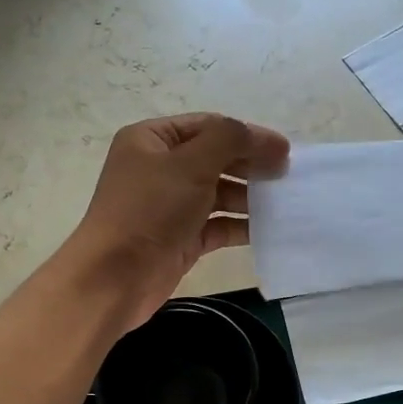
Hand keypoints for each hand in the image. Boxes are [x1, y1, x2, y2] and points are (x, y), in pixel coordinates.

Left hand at [66, 113, 289, 331]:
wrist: (115, 277)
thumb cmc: (150, 210)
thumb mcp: (191, 163)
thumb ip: (232, 140)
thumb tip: (270, 141)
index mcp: (151, 140)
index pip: (209, 126)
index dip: (247, 135)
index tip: (284, 151)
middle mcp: (159, 169)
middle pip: (215, 159)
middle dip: (251, 166)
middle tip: (287, 177)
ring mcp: (169, 206)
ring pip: (218, 193)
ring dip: (250, 197)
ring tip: (284, 203)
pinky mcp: (180, 238)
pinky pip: (217, 225)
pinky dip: (240, 225)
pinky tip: (268, 229)